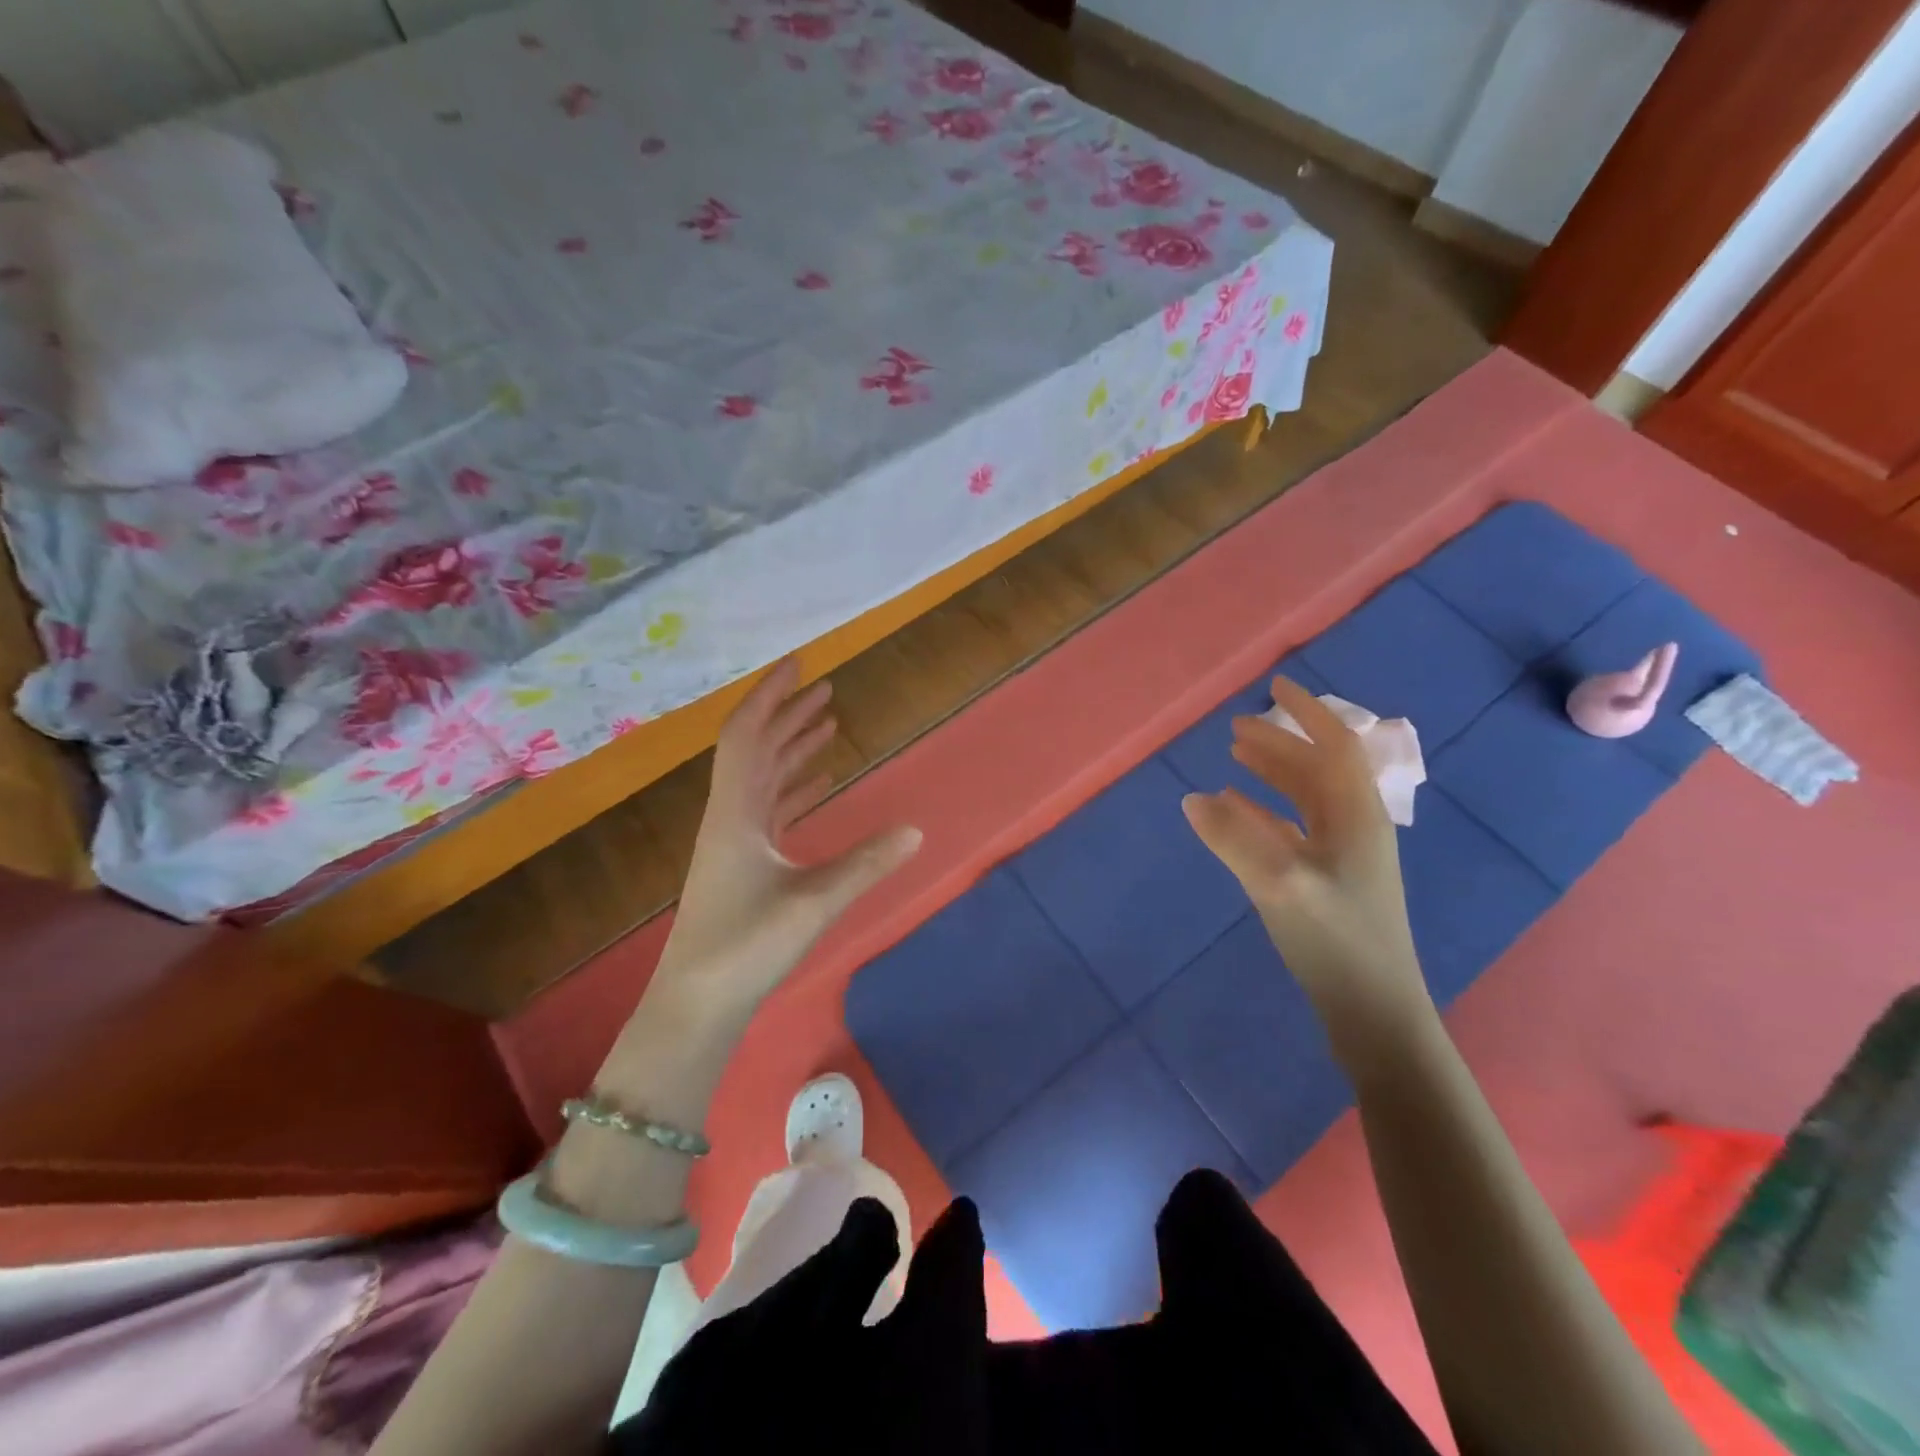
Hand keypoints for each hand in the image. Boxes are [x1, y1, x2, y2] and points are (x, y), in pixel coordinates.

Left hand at [651, 659, 922, 1018]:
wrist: (697, 1004)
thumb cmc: (745, 948)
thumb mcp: (813, 904)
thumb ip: (866, 865)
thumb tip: (916, 831)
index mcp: (736, 813)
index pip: (747, 736)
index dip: (771, 696)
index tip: (799, 665)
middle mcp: (731, 817)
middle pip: (757, 749)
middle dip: (789, 715)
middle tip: (827, 689)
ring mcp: (735, 840)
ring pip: (764, 777)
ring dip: (792, 747)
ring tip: (828, 724)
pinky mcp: (743, 863)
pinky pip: (769, 807)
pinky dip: (794, 786)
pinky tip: (818, 782)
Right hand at [1182, 677, 1428, 1031]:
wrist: (1373, 1011)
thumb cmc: (1336, 940)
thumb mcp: (1279, 883)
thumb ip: (1233, 838)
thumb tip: (1192, 798)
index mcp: (1356, 815)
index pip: (1335, 746)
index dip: (1308, 713)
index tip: (1276, 686)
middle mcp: (1354, 826)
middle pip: (1317, 768)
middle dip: (1280, 742)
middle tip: (1236, 728)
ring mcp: (1343, 855)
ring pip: (1306, 797)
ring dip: (1273, 772)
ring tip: (1235, 757)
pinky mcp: (1327, 880)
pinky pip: (1293, 828)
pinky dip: (1265, 810)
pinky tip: (1236, 811)